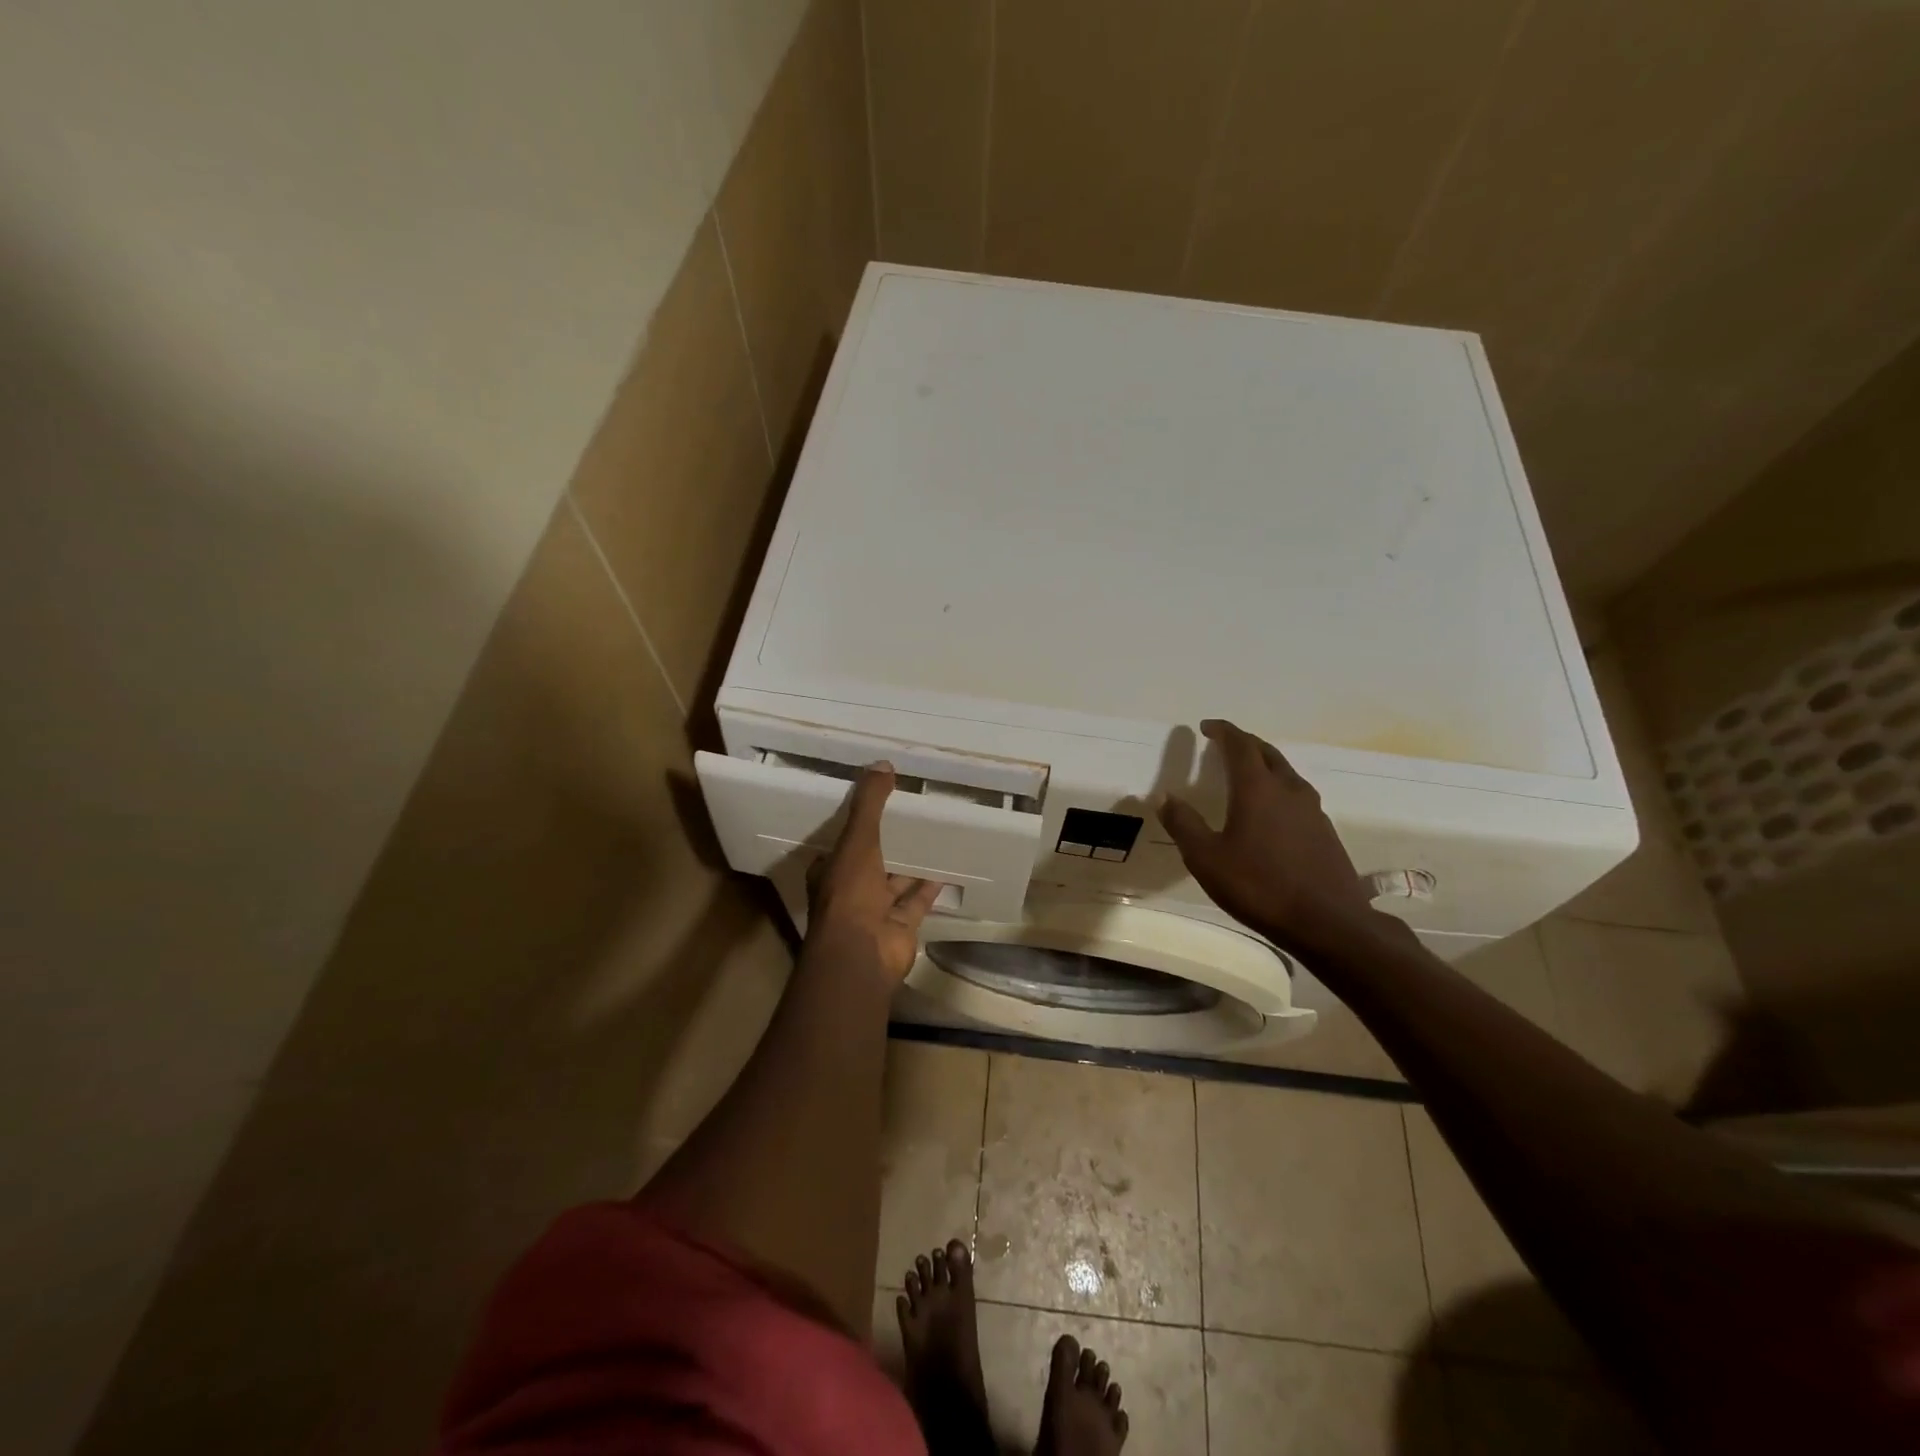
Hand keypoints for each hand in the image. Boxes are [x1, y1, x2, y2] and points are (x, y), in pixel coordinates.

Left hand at [806, 763, 943, 980]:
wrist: (861, 953)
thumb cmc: (850, 893)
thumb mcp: (858, 840)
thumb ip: (869, 804)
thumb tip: (883, 764)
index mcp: (831, 871)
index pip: (842, 845)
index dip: (856, 827)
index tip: (876, 807)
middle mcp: (850, 891)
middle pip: (870, 863)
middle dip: (888, 845)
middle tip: (911, 817)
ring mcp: (875, 912)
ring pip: (895, 882)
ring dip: (910, 865)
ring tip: (932, 837)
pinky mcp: (900, 926)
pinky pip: (917, 901)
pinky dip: (929, 887)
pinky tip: (946, 867)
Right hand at [1158, 719, 1376, 951]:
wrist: (1328, 922)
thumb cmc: (1259, 886)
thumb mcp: (1206, 858)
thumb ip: (1183, 824)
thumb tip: (1164, 796)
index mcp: (1257, 788)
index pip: (1240, 745)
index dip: (1223, 731)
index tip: (1206, 727)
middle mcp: (1288, 789)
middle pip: (1266, 752)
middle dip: (1244, 743)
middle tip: (1224, 745)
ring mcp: (1312, 810)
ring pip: (1286, 772)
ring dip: (1264, 764)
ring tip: (1245, 773)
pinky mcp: (1324, 831)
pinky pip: (1297, 795)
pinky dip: (1278, 788)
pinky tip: (1270, 810)